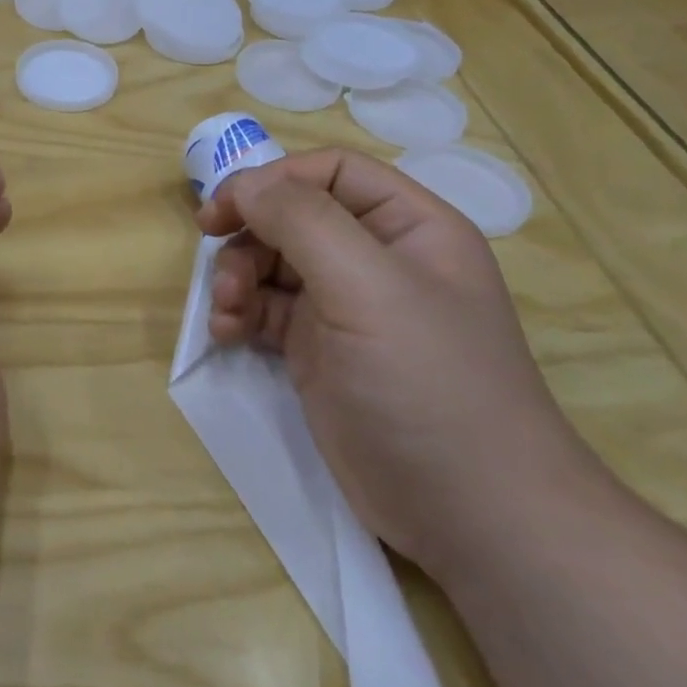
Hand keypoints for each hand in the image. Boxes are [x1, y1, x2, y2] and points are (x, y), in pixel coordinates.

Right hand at [197, 149, 590, 576]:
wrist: (470, 514)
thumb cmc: (428, 382)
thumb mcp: (368, 287)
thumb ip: (302, 221)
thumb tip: (244, 184)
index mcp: (408, 226)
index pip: (331, 171)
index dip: (275, 179)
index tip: (226, 208)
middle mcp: (375, 258)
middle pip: (292, 215)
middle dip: (249, 235)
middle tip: (215, 262)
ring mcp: (345, 306)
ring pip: (271, 261)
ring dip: (236, 276)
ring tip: (226, 310)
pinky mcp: (318, 350)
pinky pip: (264, 309)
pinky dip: (239, 313)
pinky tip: (227, 334)